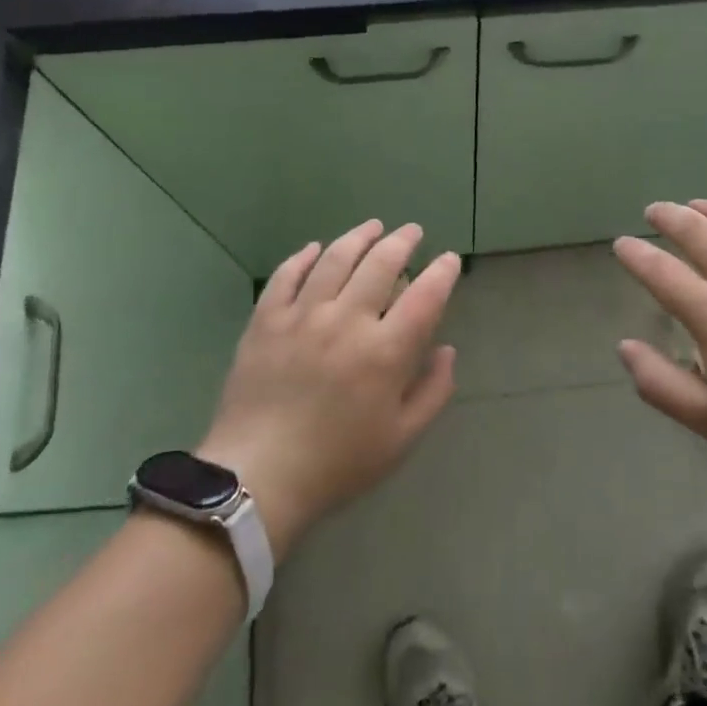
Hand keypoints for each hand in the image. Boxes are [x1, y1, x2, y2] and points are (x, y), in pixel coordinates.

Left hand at [198, 220, 460, 554]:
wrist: (257, 478)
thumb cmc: (338, 463)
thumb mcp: (401, 439)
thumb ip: (433, 391)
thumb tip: (446, 350)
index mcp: (385, 352)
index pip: (425, 296)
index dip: (442, 273)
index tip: (449, 260)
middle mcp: (347, 321)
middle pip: (381, 263)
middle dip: (402, 241)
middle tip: (412, 232)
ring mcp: (302, 316)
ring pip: (335, 259)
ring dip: (358, 237)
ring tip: (373, 227)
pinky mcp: (266, 321)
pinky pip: (286, 276)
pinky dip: (303, 257)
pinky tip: (315, 248)